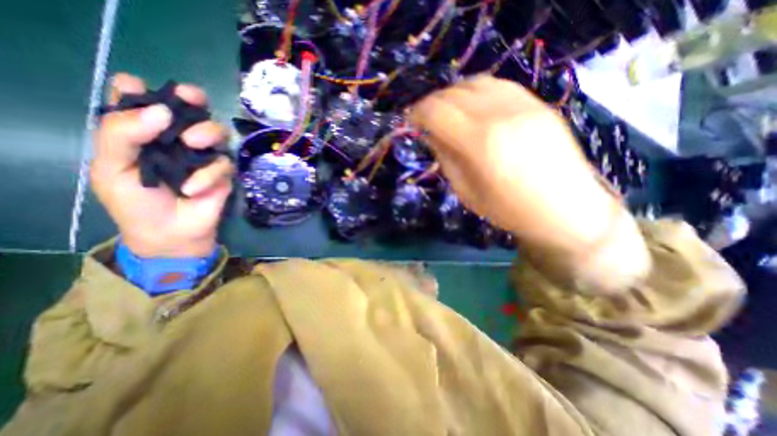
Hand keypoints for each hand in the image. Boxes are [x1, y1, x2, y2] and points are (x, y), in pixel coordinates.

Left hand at [93, 74, 230, 258]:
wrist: (170, 233)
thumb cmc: (136, 203)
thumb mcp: (111, 168)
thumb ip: (122, 134)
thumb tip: (161, 111)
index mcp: (144, 133)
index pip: (144, 100)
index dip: (145, 91)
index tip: (143, 91)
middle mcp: (177, 139)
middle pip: (192, 108)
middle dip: (193, 99)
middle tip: (192, 99)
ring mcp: (205, 156)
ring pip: (218, 131)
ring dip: (208, 132)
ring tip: (193, 144)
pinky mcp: (224, 173)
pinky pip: (224, 164)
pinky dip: (209, 174)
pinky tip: (193, 189)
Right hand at [412, 76, 650, 291]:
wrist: (566, 209)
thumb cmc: (509, 210)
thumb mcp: (466, 191)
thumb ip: (446, 157)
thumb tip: (430, 135)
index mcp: (481, 142)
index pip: (437, 111)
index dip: (417, 113)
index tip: (411, 122)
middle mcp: (501, 114)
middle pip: (453, 92)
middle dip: (432, 103)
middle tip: (426, 120)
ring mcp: (523, 104)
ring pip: (475, 82)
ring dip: (454, 95)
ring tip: (448, 113)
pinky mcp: (537, 103)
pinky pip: (498, 85)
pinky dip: (476, 92)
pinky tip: (473, 108)